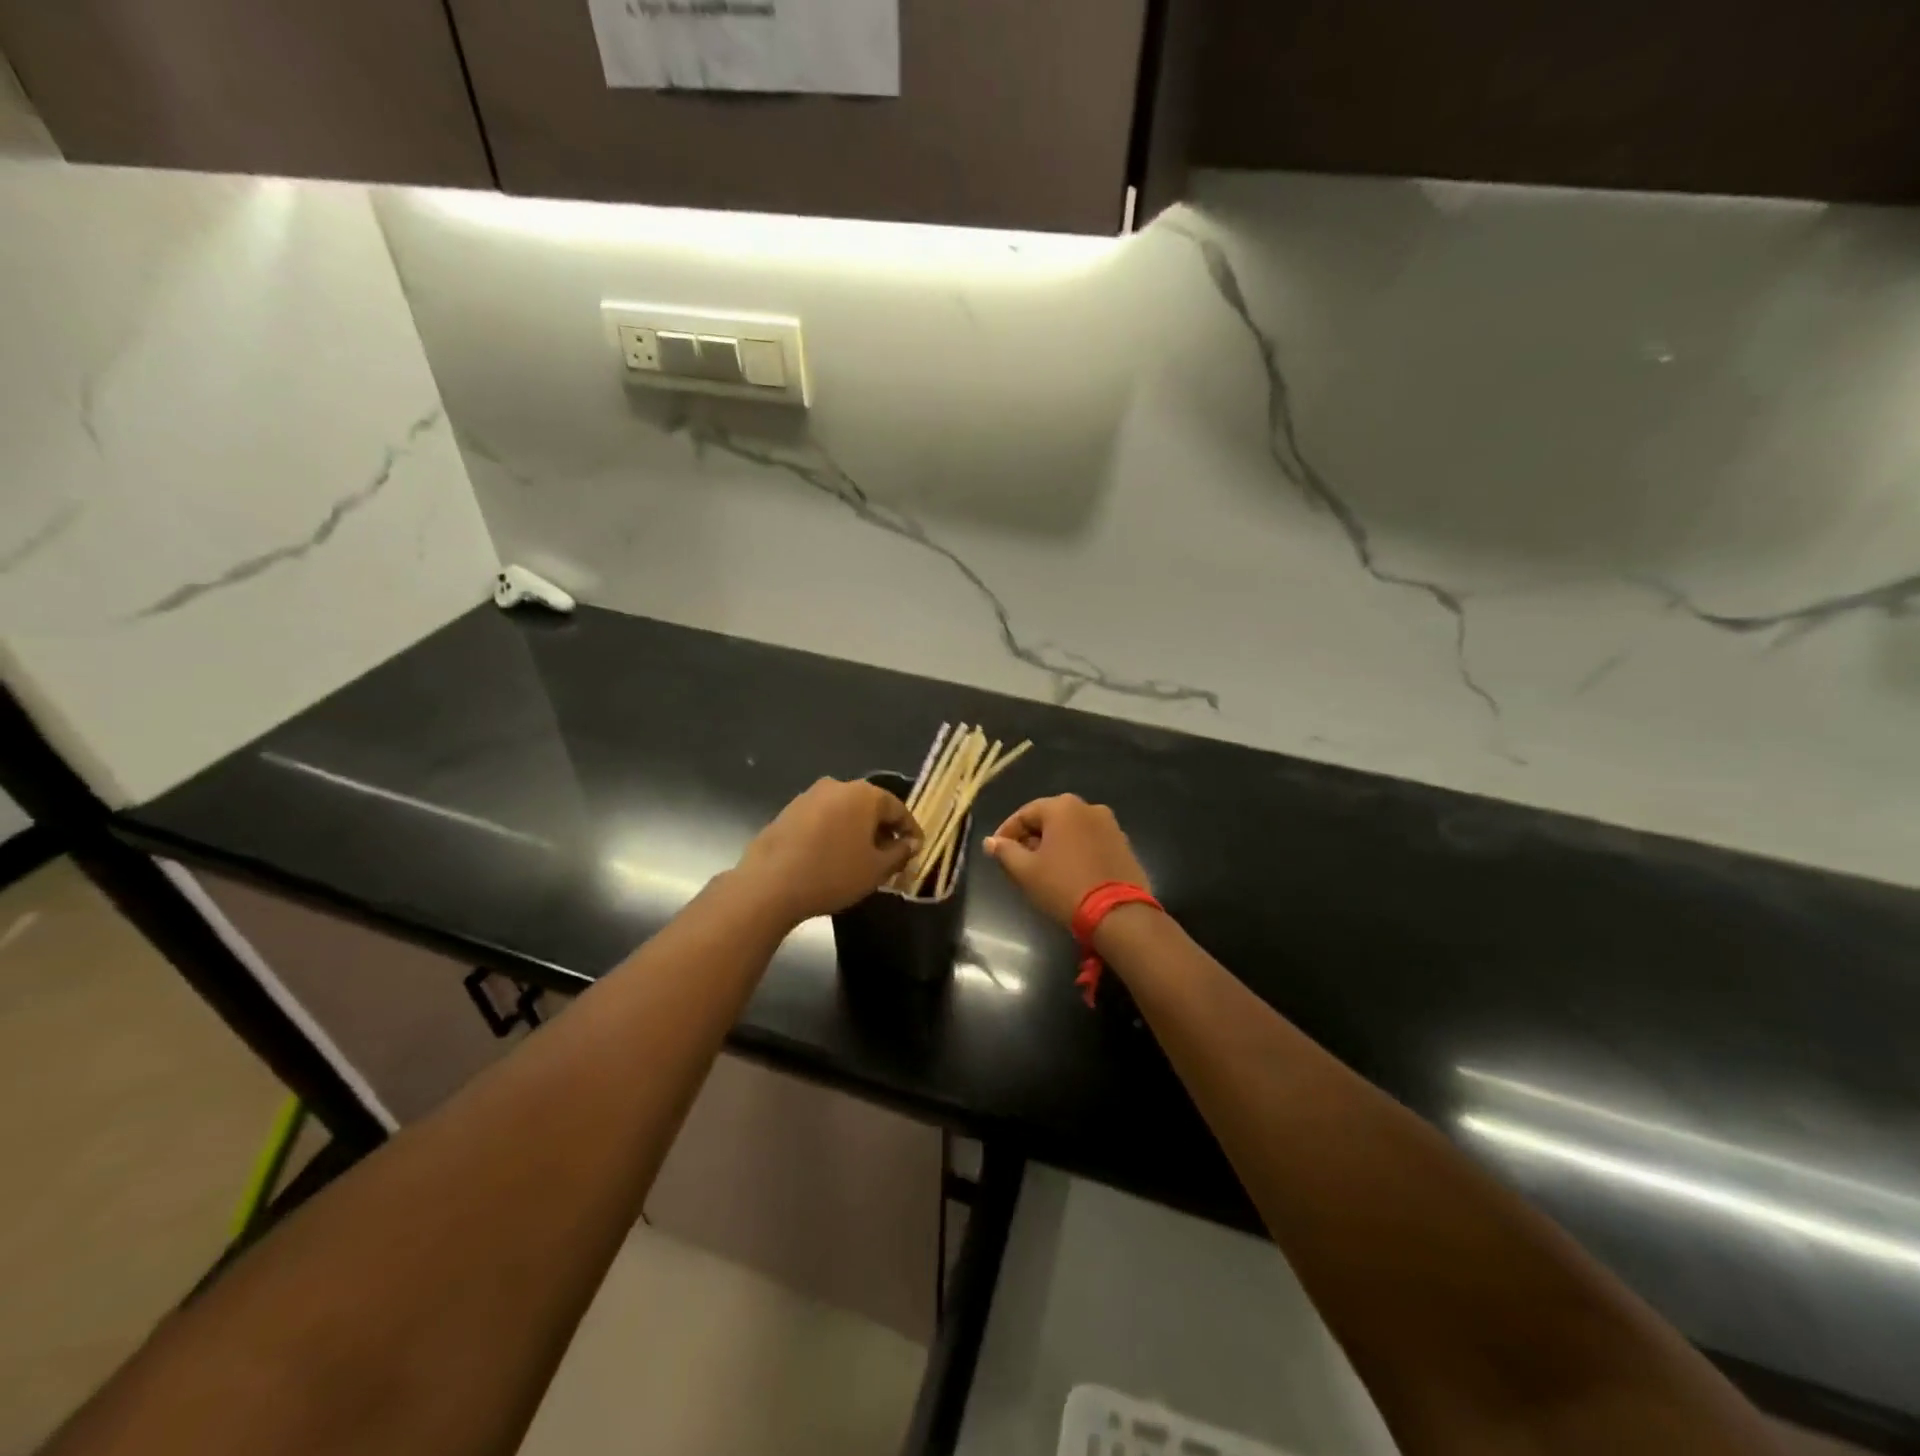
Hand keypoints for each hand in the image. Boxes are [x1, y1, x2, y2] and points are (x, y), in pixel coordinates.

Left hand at [735, 779, 921, 924]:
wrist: (769, 884)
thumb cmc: (833, 874)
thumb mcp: (876, 869)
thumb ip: (900, 853)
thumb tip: (911, 844)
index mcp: (864, 794)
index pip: (898, 809)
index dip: (910, 831)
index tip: (916, 850)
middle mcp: (837, 786)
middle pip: (870, 807)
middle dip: (882, 830)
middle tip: (890, 856)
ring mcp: (809, 796)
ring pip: (844, 812)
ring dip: (856, 831)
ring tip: (860, 858)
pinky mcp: (788, 811)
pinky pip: (822, 819)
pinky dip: (833, 833)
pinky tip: (831, 856)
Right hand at [984, 794, 1150, 928]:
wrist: (1117, 913)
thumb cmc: (1063, 886)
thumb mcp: (1026, 871)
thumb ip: (1005, 851)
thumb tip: (990, 842)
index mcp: (1062, 807)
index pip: (1024, 814)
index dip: (1006, 832)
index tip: (996, 852)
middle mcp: (1088, 807)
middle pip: (1049, 819)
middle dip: (1031, 838)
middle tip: (1018, 861)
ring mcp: (1110, 825)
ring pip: (1071, 830)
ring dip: (1054, 844)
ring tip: (1043, 869)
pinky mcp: (1124, 844)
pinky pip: (1090, 841)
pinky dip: (1076, 851)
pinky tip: (1069, 872)